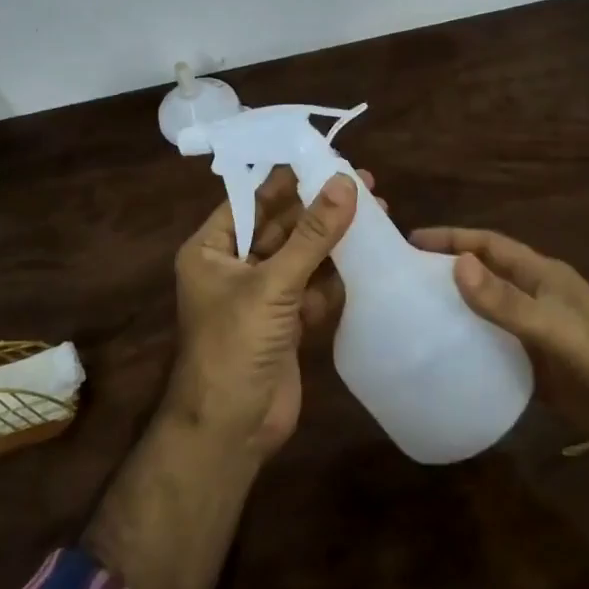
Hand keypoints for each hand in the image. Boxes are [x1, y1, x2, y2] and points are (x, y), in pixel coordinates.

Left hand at [167, 167, 369, 457]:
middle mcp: (234, 267)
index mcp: (212, 250)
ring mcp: (262, 297)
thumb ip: (312, 234)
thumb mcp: (273, 284)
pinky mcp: (286, 324)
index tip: (326, 157)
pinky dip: (337, 276)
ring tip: (377, 212)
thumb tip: (345, 182)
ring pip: (301, 257)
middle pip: (281, 226)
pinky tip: (368, 258)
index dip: (287, 179)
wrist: (231, 430)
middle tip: (363, 184)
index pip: (250, 200)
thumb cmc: (235, 346)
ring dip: (334, 240)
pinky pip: (314, 289)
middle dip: (319, 208)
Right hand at [409, 226, 588, 429]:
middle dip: (447, 271)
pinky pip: (494, 348)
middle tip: (402, 279)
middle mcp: (534, 297)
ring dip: (455, 309)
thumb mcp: (556, 327)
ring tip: (411, 316)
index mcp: (542, 275)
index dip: (453, 239)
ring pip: (486, 312)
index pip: (489, 245)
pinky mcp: (535, 366)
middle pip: (483, 275)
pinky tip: (443, 357)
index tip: (412, 240)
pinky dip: (470, 346)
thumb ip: (507, 301)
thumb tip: (457, 264)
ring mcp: (535, 333)